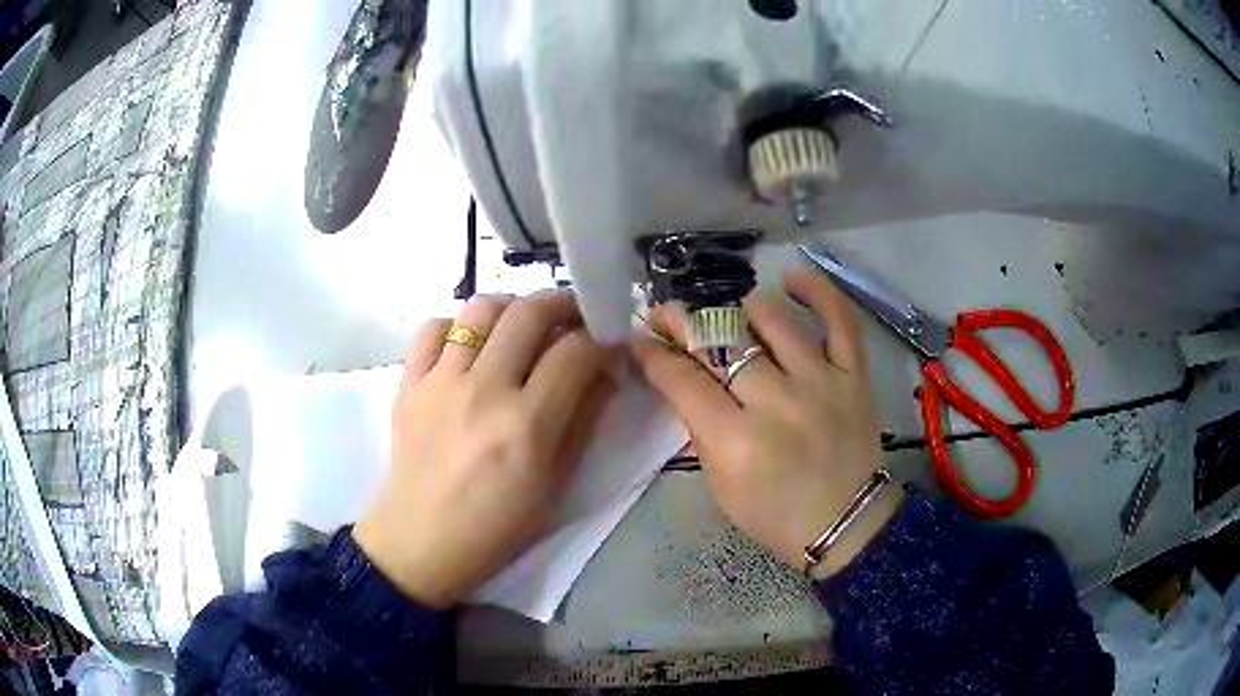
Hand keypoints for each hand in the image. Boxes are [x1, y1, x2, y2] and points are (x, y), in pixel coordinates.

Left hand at [354, 292, 615, 607]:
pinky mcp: (408, 384)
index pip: (574, 353)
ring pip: (480, 310)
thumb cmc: (496, 527)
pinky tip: (468, 346)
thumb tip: (606, 373)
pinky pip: (431, 329)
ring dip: (511, 308)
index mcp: (526, 426)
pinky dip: (455, 326)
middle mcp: (483, 391)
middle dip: (563, 304)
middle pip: (529, 314)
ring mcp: (440, 382)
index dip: (601, 339)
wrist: (421, 542)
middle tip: (575, 316)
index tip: (610, 341)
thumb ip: (583, 422)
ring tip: (522, 325)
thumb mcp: (555, 485)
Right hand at [632, 268, 901, 577]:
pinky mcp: (854, 374)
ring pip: (772, 318)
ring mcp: (820, 382)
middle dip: (682, 321)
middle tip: (666, 314)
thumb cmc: (774, 514)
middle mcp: (777, 402)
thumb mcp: (720, 484)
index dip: (653, 352)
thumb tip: (677, 378)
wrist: (846, 523)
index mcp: (736, 441)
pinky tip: (791, 278)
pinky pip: (839, 319)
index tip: (640, 338)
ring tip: (729, 315)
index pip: (682, 379)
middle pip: (720, 341)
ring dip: (739, 308)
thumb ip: (697, 428)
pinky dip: (817, 291)